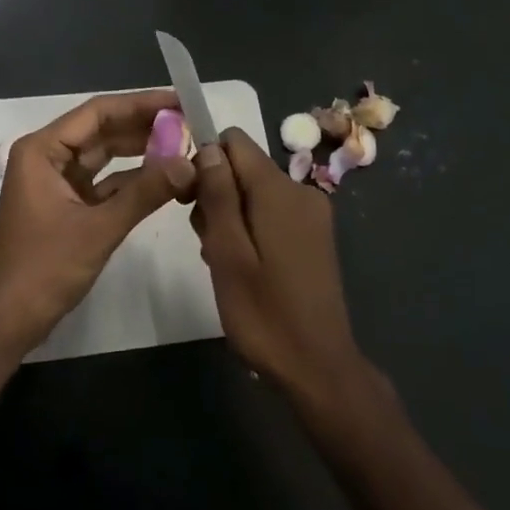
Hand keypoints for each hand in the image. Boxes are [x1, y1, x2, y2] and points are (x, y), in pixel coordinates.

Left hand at [0, 88, 195, 359]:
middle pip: (102, 131)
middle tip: (190, 125)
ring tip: (184, 147)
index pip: (97, 113)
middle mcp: (47, 158)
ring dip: (141, 153)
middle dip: (144, 128)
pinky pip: (104, 183)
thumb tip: (189, 164)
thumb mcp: (98, 228)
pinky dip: (132, 181)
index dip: (140, 104)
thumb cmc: (43, 269)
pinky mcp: (67, 206)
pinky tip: (164, 178)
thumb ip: (145, 193)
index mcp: (42, 151)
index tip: (180, 102)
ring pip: (105, 157)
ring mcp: (56, 183)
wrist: (7, 320)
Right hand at [190, 128, 366, 400]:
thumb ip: (219, 195)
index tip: (190, 199)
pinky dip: (251, 230)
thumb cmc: (264, 313)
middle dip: (216, 195)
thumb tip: (209, 147)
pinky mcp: (315, 236)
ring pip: (255, 193)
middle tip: (208, 244)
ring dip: (231, 217)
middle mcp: (301, 191)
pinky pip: (272, 212)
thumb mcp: (228, 252)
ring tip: (224, 263)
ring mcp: (312, 214)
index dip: (205, 161)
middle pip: (243, 168)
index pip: (234, 142)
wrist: (318, 367)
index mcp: (279, 190)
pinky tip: (245, 268)